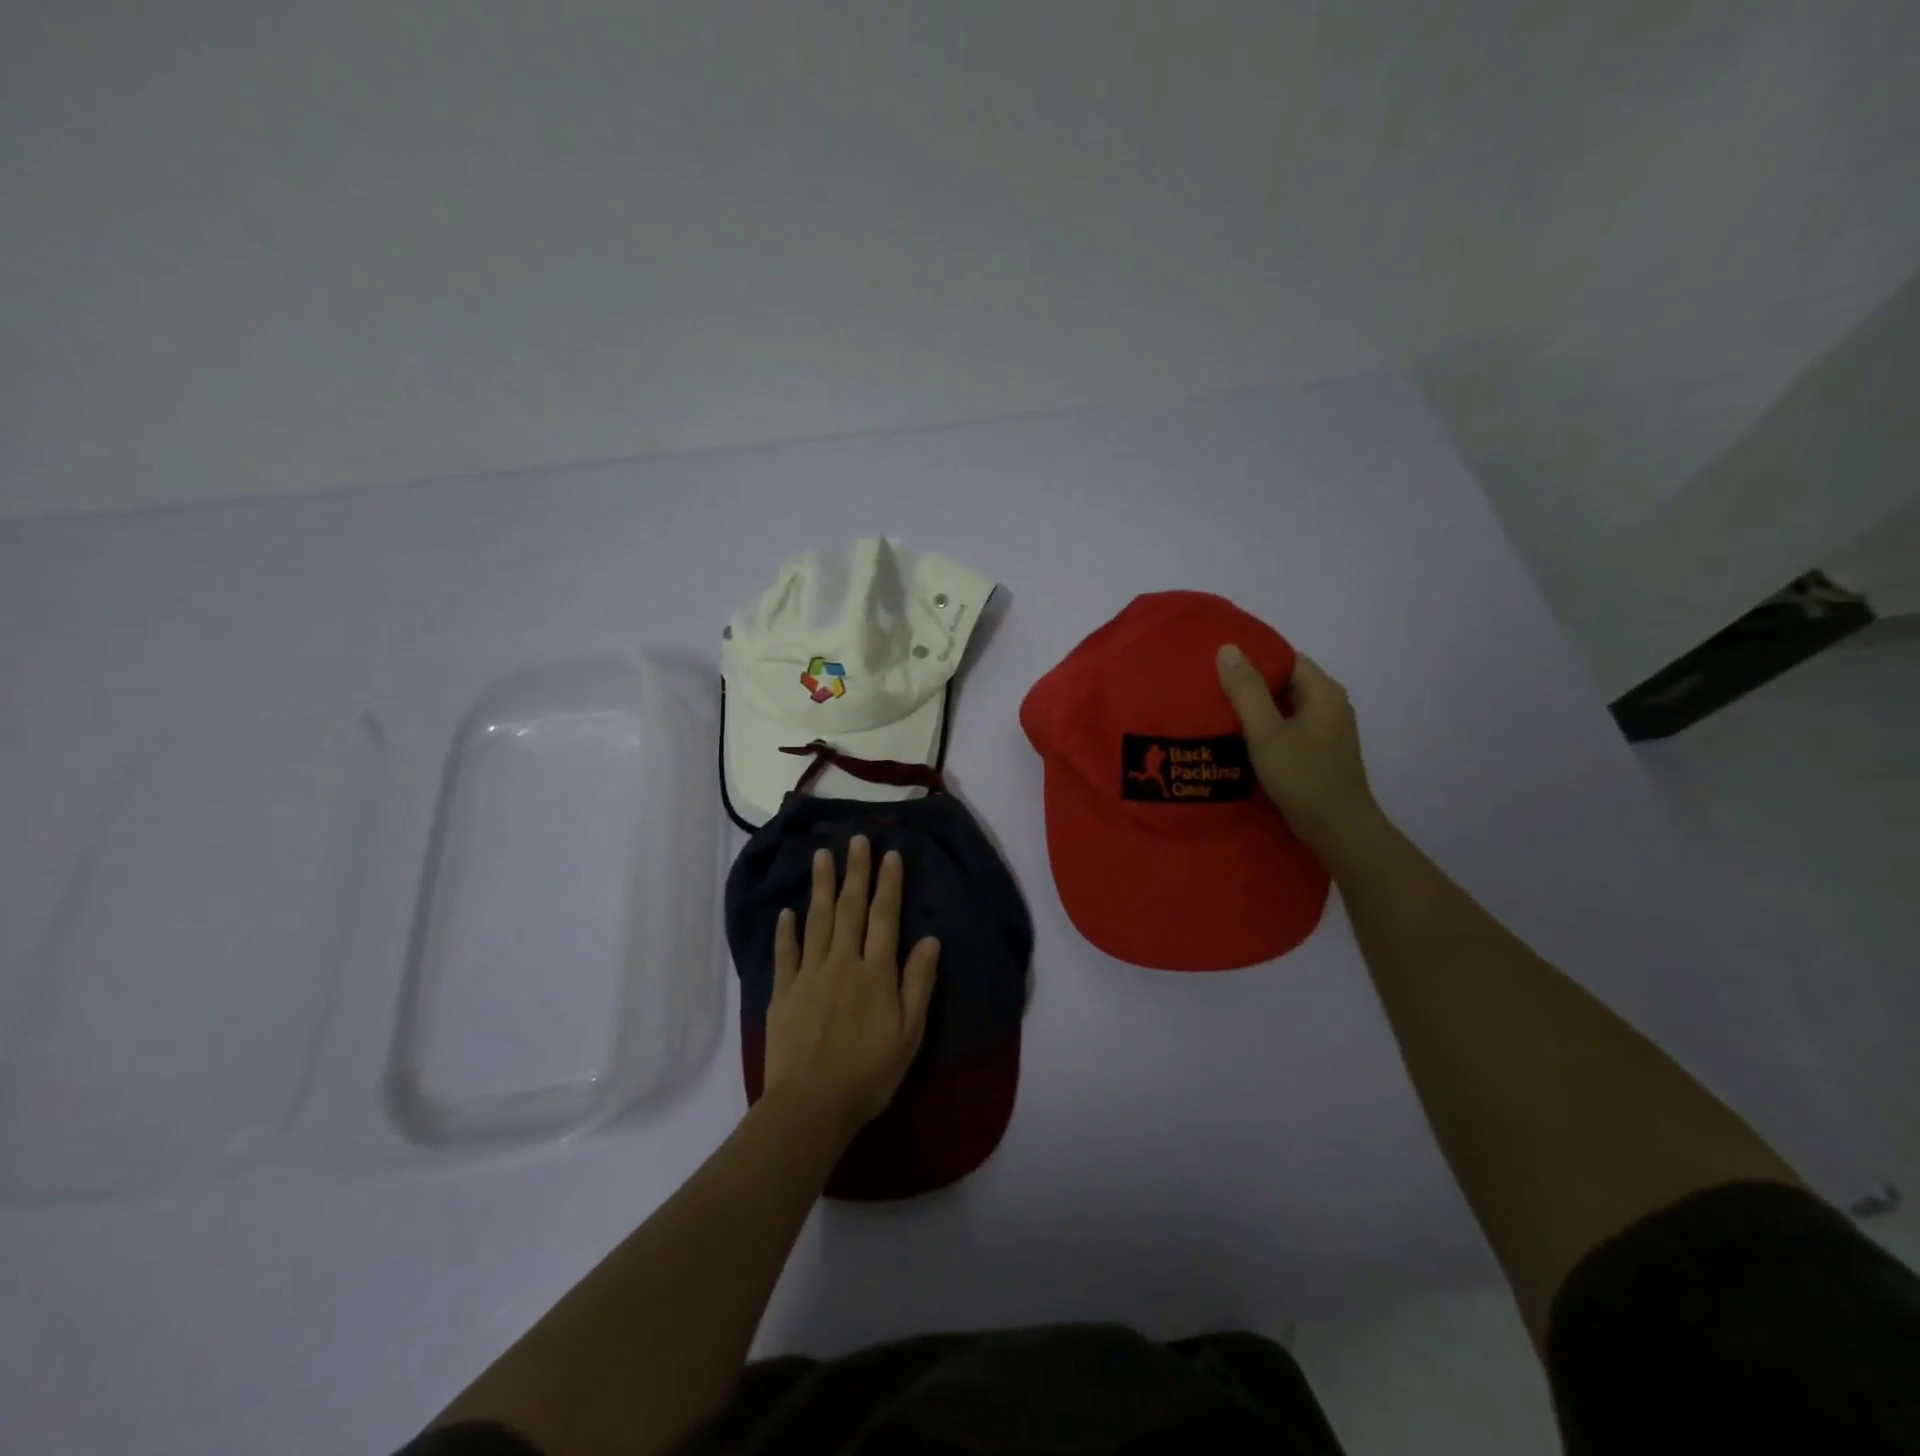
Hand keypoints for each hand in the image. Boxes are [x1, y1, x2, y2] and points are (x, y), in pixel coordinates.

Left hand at [762, 836, 939, 1142]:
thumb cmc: (868, 1073)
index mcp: (875, 972)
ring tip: (822, 856)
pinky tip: (786, 911)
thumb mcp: (909, 1033)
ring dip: (821, 886)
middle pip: (850, 908)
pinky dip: (785, 930)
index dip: (888, 884)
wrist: (810, 1105)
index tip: (890, 854)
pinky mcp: (783, 992)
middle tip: (856, 839)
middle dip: (855, 872)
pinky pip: (785, 953)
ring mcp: (809, 975)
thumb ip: (918, 983)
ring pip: (816, 921)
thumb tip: (929, 939)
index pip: (884, 917)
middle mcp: (842, 962)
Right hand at [1216, 644, 1376, 852]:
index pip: (1286, 658)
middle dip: (1251, 684)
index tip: (1219, 666)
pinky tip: (1241, 740)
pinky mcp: (1321, 752)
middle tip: (1211, 689)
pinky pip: (1290, 728)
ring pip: (1286, 707)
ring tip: (1218, 712)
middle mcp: (1330, 704)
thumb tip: (1228, 648)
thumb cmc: (1302, 776)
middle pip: (1285, 682)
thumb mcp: (1266, 732)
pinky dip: (1267, 729)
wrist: (1338, 829)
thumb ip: (1246, 690)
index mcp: (1323, 691)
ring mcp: (1328, 730)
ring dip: (1257, 709)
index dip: (1253, 659)